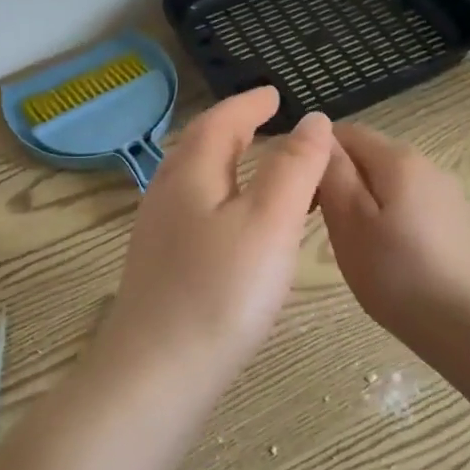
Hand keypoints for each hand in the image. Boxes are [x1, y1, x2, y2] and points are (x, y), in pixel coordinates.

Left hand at [100, 88, 333, 372]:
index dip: (250, 104)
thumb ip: (294, 168)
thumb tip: (313, 120)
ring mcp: (157, 232)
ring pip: (196, 180)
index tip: (276, 94)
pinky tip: (237, 224)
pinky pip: (195, 210)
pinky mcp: (160, 266)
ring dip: (227, 163)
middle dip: (235, 128)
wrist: (156, 374)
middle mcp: (166, 194)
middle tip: (268, 122)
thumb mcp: (269, 222)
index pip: (220, 121)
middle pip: (201, 146)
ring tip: (259, 167)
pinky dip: (223, 197)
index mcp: (190, 174)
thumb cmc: (221, 292)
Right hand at [317, 123, 469, 350]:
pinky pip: (408, 206)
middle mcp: (426, 164)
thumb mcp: (349, 222)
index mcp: (398, 158)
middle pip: (368, 156)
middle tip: (320, 224)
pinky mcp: (455, 222)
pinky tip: (386, 257)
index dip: (316, 155)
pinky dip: (387, 220)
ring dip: (362, 203)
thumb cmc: (398, 274)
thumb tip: (319, 133)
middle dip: (339, 180)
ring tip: (351, 245)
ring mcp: (445, 194)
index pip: (346, 132)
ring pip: (388, 184)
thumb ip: (333, 173)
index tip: (300, 193)